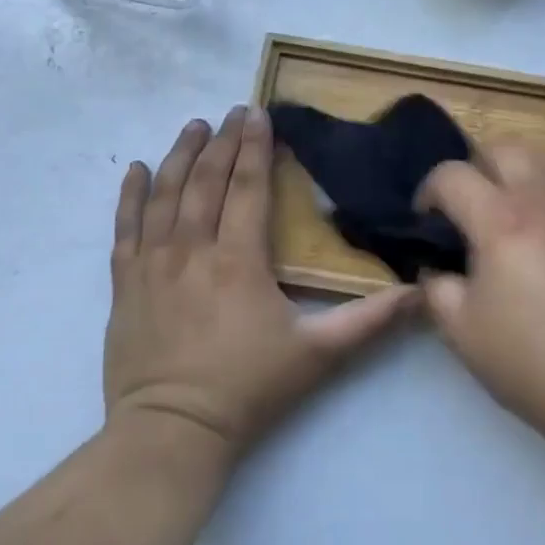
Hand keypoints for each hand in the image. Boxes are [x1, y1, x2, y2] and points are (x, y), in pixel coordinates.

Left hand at [104, 107, 416, 461]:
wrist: (171, 432)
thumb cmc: (248, 389)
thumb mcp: (318, 355)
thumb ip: (370, 321)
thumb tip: (420, 293)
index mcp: (239, 259)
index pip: (248, 187)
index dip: (256, 147)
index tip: (259, 113)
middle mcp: (192, 249)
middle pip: (206, 181)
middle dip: (223, 142)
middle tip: (235, 111)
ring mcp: (152, 265)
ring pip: (164, 195)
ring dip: (180, 156)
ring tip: (195, 127)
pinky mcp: (125, 284)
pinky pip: (124, 228)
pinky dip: (129, 196)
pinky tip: (135, 170)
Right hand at [418, 144, 544, 449]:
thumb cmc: (532, 363)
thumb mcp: (462, 332)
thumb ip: (437, 287)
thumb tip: (435, 266)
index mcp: (502, 221)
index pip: (452, 175)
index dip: (428, 191)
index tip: (426, 220)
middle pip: (502, 149)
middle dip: (474, 168)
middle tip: (469, 207)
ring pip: (544, 159)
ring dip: (517, 173)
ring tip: (512, 211)